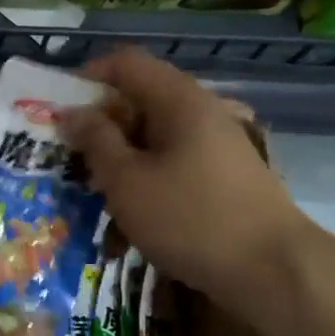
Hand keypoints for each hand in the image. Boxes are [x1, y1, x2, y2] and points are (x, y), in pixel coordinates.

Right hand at [57, 47, 313, 304]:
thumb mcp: (127, 181)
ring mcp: (217, 143)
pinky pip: (174, 159)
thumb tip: (73, 113)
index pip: (125, 63)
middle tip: (70, 154)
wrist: (275, 272)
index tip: (59, 110)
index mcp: (178, 99)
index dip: (87, 77)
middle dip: (100, 122)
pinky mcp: (224, 175)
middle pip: (140, 97)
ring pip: (155, 133)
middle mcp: (201, 110)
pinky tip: (132, 209)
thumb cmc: (191, 218)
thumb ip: (96, 141)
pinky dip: (147, 173)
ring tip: (95, 187)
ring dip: (121, 153)